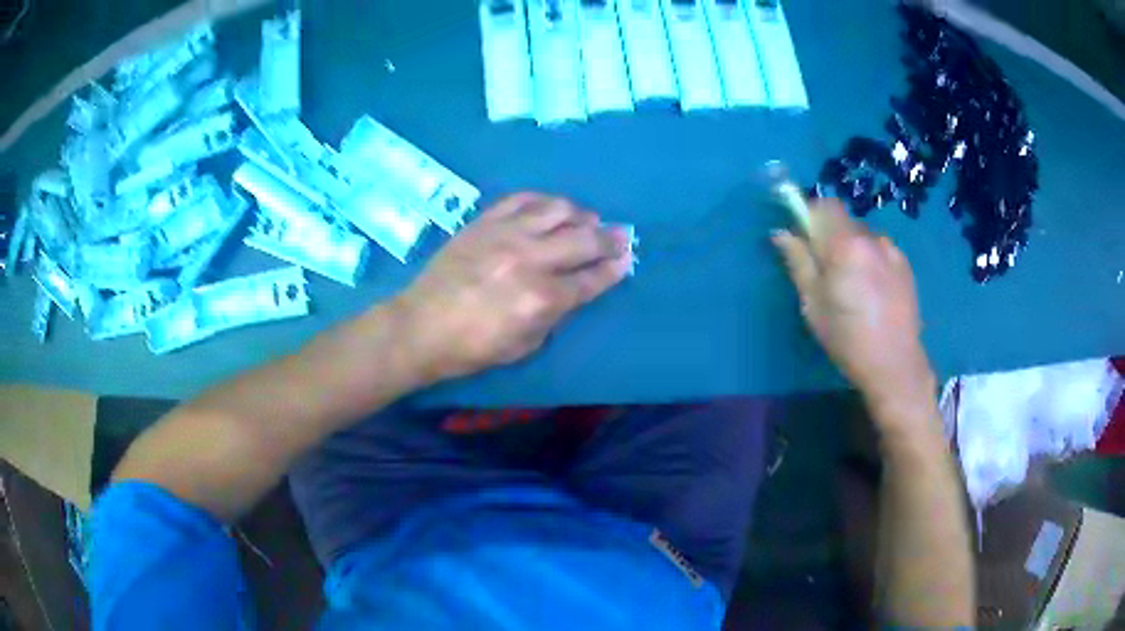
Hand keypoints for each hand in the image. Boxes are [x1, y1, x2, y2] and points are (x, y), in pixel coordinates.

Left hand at [395, 192, 632, 382]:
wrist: (420, 327)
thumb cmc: (472, 348)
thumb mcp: (524, 346)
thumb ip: (554, 315)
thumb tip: (572, 290)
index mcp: (541, 299)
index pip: (590, 279)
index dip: (613, 269)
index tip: (627, 260)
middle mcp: (529, 260)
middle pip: (583, 239)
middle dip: (610, 238)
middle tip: (621, 236)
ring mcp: (505, 235)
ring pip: (557, 209)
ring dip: (580, 213)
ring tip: (587, 220)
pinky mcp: (484, 222)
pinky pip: (522, 199)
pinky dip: (543, 200)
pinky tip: (551, 208)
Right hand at [772, 199, 935, 414]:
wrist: (895, 364)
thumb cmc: (847, 338)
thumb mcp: (813, 304)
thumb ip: (799, 262)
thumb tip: (781, 233)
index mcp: (845, 245)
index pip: (824, 205)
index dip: (810, 215)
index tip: (803, 239)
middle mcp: (871, 238)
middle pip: (843, 221)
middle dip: (830, 236)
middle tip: (826, 271)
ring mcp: (891, 250)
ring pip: (862, 236)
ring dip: (851, 249)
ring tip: (853, 285)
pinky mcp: (905, 265)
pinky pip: (880, 250)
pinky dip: (870, 260)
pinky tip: (872, 291)